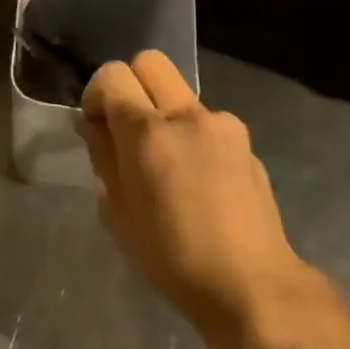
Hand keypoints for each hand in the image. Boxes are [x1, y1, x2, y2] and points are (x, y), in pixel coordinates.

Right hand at [82, 52, 325, 348]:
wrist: (253, 287)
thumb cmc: (172, 258)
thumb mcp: (116, 212)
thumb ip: (103, 156)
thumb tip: (97, 125)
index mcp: (148, 132)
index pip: (112, 74)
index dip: (97, 94)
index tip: (97, 126)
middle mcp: (187, 115)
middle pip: (150, 61)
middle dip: (130, 84)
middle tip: (127, 129)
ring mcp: (223, 124)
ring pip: (180, 93)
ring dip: (164, 113)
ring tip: (168, 164)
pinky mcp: (246, 142)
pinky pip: (207, 122)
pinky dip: (193, 136)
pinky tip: (199, 181)